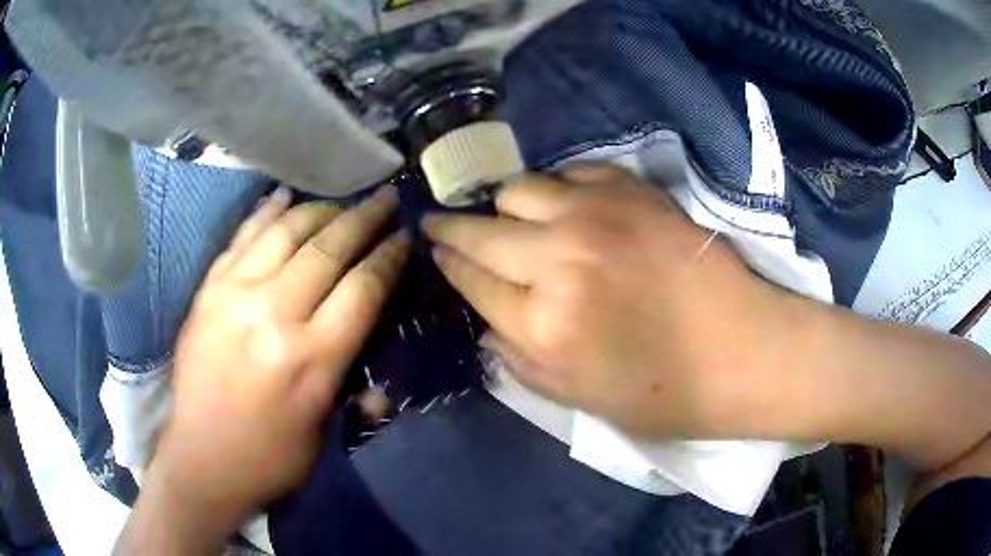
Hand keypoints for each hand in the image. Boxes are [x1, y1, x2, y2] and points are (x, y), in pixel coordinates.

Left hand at [129, 186, 409, 548]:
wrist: (202, 459)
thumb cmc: (272, 456)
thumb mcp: (327, 430)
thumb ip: (355, 376)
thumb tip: (375, 329)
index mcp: (310, 360)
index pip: (362, 289)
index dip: (389, 256)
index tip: (405, 236)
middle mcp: (273, 315)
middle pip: (329, 248)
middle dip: (365, 218)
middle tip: (386, 199)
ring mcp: (234, 295)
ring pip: (286, 231)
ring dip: (321, 210)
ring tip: (342, 203)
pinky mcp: (208, 290)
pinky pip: (243, 237)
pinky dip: (268, 212)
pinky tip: (286, 197)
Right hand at [423, 164, 787, 437]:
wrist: (744, 349)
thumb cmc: (665, 391)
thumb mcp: (579, 400)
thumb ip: (520, 361)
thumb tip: (488, 321)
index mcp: (544, 325)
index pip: (471, 280)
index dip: (448, 264)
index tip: (436, 251)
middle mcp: (559, 260)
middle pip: (480, 231)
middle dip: (450, 228)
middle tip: (439, 224)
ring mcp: (597, 215)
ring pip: (517, 190)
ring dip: (505, 207)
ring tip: (511, 219)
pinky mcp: (631, 190)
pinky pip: (569, 171)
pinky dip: (557, 187)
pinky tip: (564, 205)